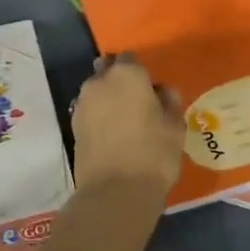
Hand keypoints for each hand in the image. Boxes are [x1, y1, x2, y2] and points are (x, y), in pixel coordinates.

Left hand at [70, 54, 183, 195]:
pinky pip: (89, 112)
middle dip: (118, 80)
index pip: (131, 58)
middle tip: (136, 102)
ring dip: (107, 99)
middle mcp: (99, 82)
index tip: (151, 90)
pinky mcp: (73, 127)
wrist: (115, 191)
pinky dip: (98, 117)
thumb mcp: (175, 125)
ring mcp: (82, 104)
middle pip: (107, 71)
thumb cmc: (153, 152)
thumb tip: (162, 92)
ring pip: (96, 92)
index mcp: (127, 74)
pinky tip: (112, 134)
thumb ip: (169, 101)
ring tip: (124, 121)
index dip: (141, 72)